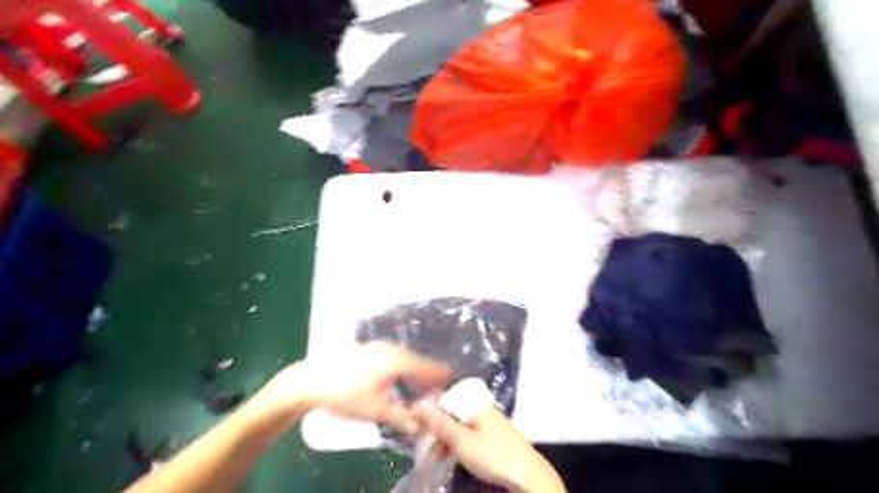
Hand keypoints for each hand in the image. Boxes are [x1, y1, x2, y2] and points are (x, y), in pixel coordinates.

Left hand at [250, 343, 448, 434]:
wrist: (310, 380)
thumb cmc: (346, 394)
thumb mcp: (375, 410)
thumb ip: (400, 417)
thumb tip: (420, 425)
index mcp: (396, 360)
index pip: (425, 366)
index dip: (438, 373)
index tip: (451, 377)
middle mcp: (389, 349)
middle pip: (415, 359)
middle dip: (427, 371)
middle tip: (436, 383)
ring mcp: (375, 347)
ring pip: (402, 357)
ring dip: (412, 368)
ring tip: (419, 380)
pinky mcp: (365, 349)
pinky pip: (391, 356)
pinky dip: (399, 365)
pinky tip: (395, 374)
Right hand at [416, 403, 566, 490]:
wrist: (529, 476)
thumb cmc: (493, 455)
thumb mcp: (462, 441)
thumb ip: (440, 422)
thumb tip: (418, 402)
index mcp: (474, 403)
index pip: (445, 398)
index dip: (428, 410)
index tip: (415, 425)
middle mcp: (480, 407)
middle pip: (451, 413)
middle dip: (436, 430)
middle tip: (424, 449)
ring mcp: (487, 421)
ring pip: (458, 425)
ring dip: (444, 441)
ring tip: (434, 459)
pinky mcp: (491, 435)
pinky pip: (467, 434)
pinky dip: (456, 445)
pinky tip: (450, 458)